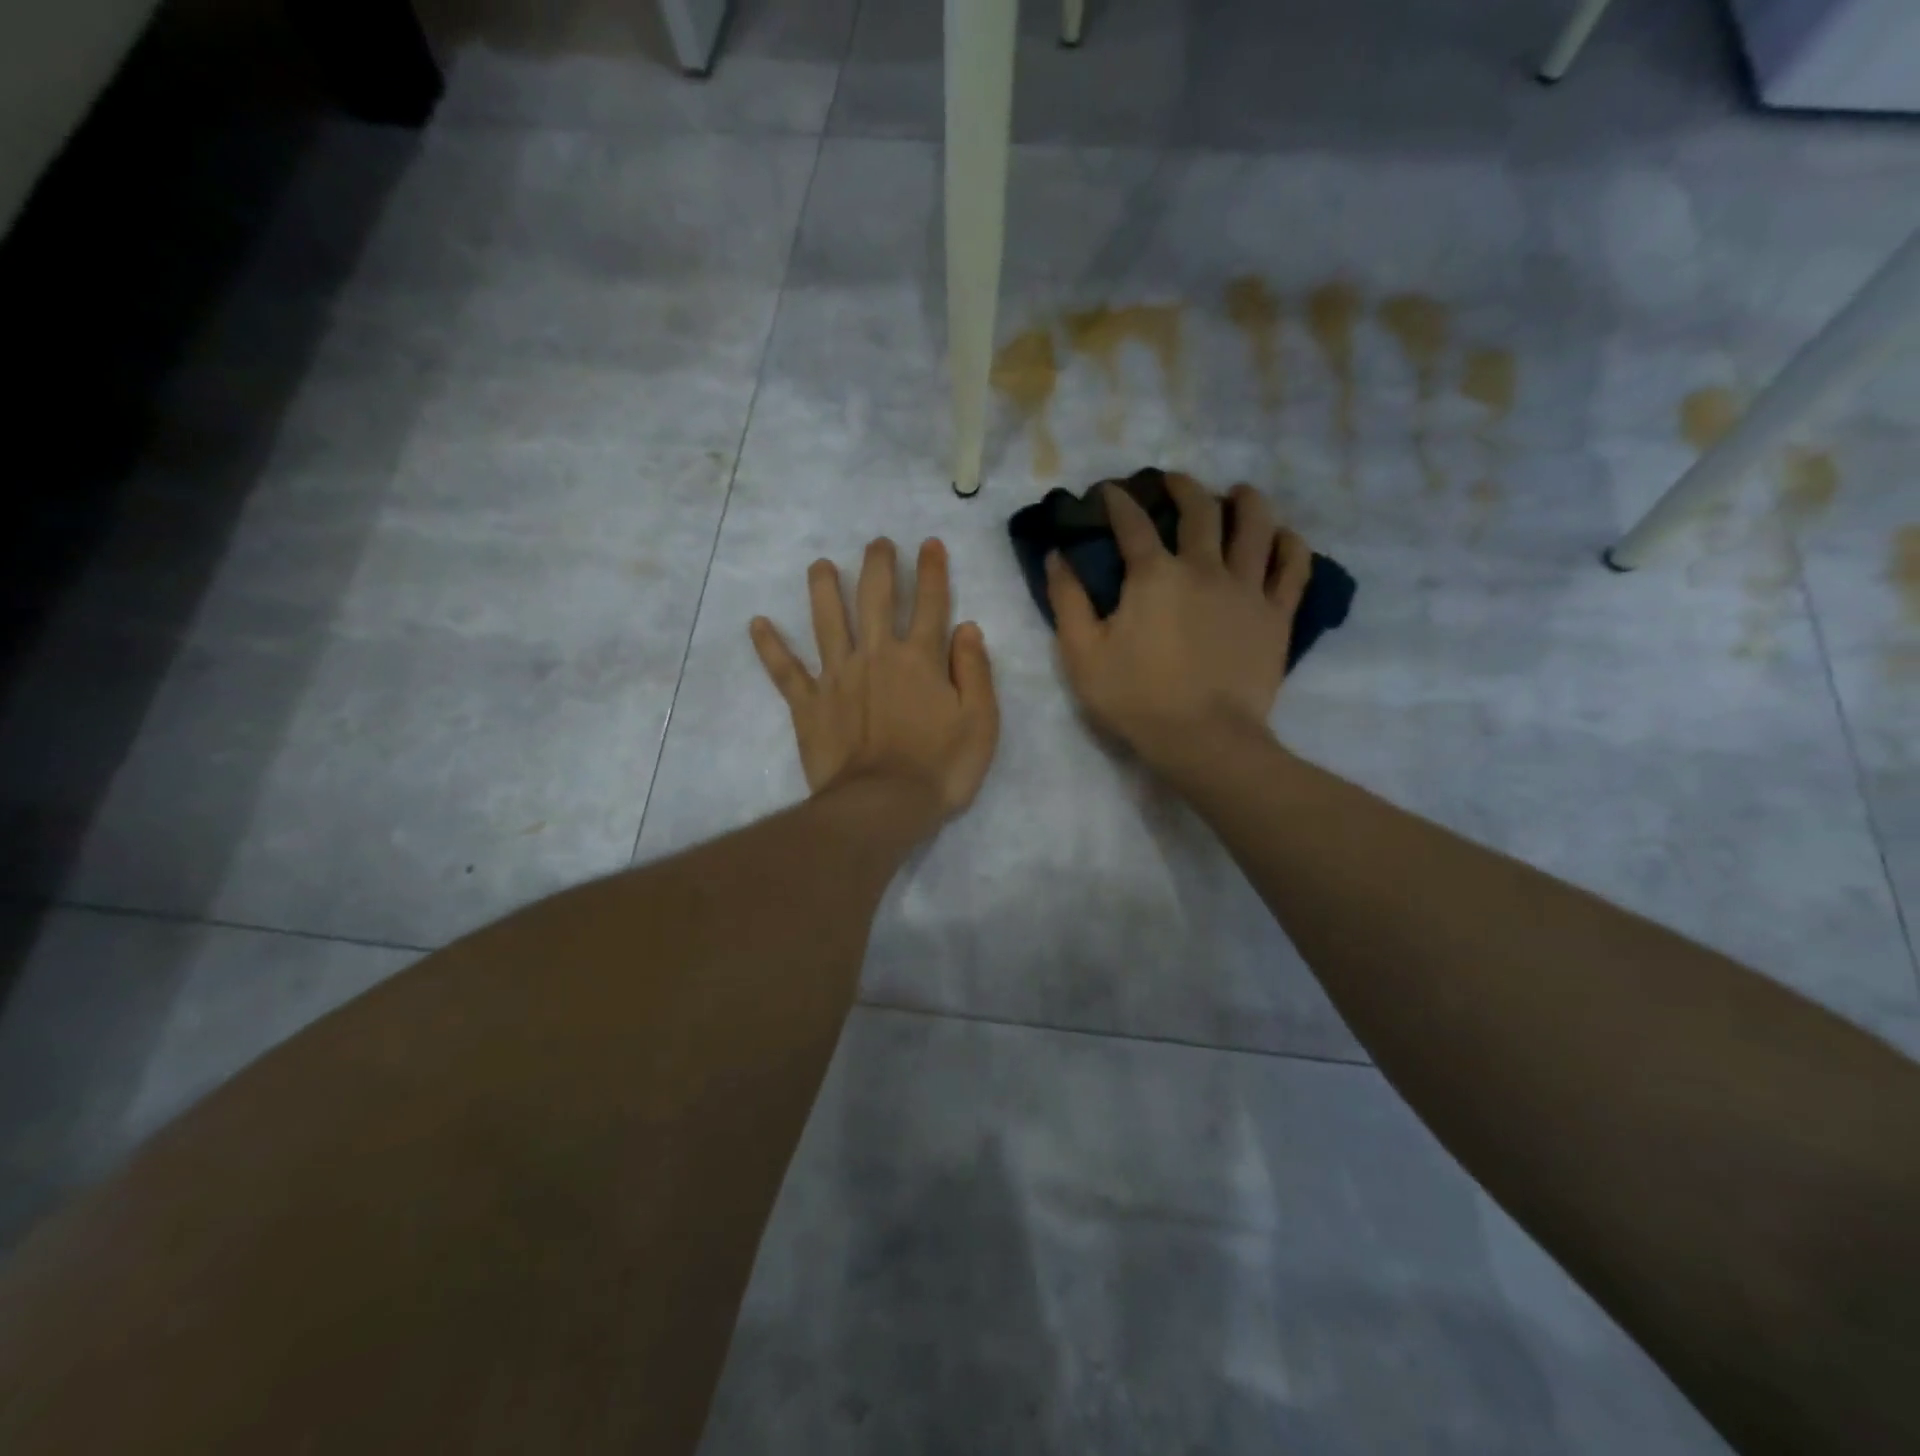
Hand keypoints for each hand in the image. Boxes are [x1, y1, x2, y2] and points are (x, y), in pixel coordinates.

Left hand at [751, 537, 999, 822]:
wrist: (883, 806)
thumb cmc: (940, 768)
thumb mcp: (980, 722)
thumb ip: (975, 671)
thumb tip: (967, 627)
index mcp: (921, 659)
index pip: (930, 604)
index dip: (932, 571)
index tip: (928, 544)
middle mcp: (876, 655)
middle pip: (875, 599)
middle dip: (878, 566)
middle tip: (876, 543)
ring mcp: (837, 676)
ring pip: (828, 621)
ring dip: (824, 589)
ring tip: (820, 566)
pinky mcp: (808, 703)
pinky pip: (785, 670)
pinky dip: (770, 647)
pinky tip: (757, 624)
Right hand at [1047, 474, 1310, 769]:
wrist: (1203, 738)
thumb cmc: (1135, 698)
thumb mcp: (1082, 654)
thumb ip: (1067, 601)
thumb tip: (1056, 556)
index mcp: (1154, 576)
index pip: (1132, 524)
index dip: (1118, 502)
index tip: (1109, 491)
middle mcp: (1204, 568)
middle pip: (1200, 510)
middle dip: (1182, 487)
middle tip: (1172, 482)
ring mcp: (1247, 589)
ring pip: (1256, 525)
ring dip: (1245, 501)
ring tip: (1237, 493)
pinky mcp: (1277, 615)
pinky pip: (1293, 567)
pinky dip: (1289, 544)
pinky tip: (1282, 536)